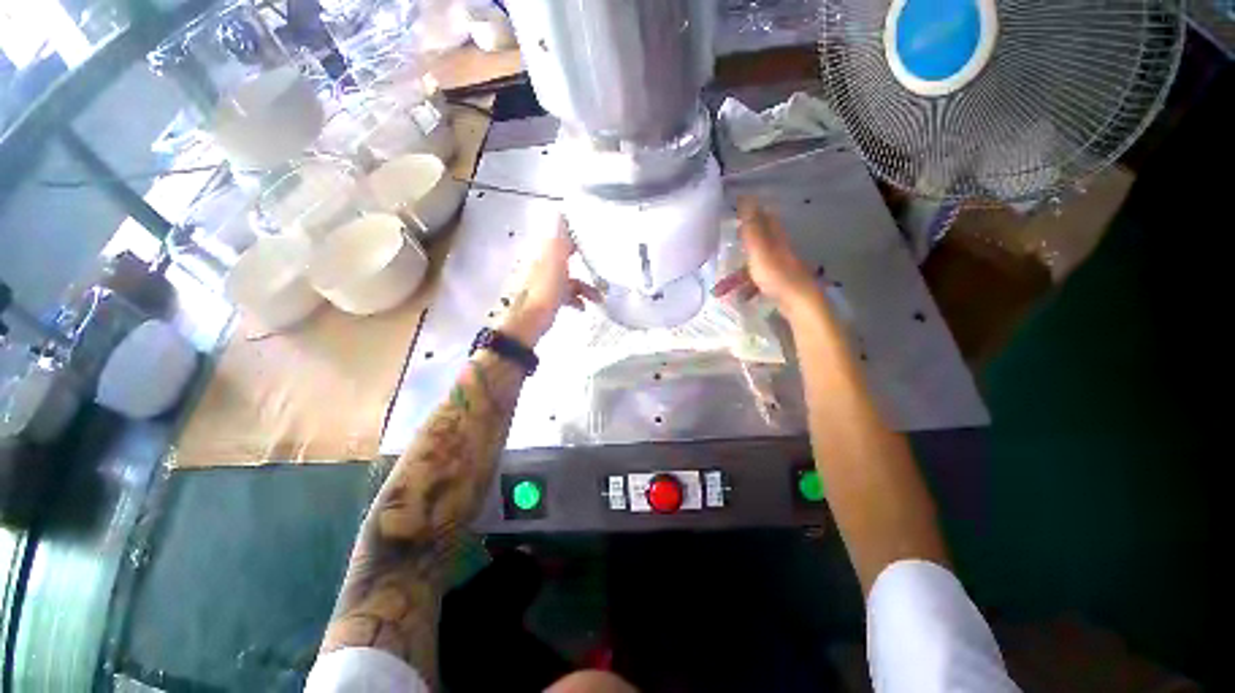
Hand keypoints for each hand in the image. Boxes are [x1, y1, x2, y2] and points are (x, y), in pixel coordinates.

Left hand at [500, 216, 601, 346]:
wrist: (526, 324)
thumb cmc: (543, 294)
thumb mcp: (553, 264)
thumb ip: (558, 241)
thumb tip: (560, 212)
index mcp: (543, 254)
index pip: (559, 237)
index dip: (575, 234)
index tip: (594, 234)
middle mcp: (542, 265)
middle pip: (566, 257)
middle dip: (585, 262)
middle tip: (602, 265)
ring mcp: (544, 283)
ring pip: (568, 278)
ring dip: (584, 286)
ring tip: (599, 297)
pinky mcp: (547, 299)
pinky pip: (566, 294)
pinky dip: (576, 299)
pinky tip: (584, 308)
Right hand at [713, 196, 820, 320]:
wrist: (798, 303)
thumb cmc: (776, 275)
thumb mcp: (760, 249)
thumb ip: (752, 227)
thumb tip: (746, 196)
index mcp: (776, 238)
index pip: (765, 218)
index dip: (752, 212)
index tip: (736, 210)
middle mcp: (779, 250)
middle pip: (759, 242)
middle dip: (741, 245)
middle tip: (724, 248)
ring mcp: (780, 268)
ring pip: (755, 266)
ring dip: (738, 275)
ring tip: (720, 289)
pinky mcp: (779, 284)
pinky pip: (758, 282)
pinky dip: (746, 288)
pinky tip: (738, 298)